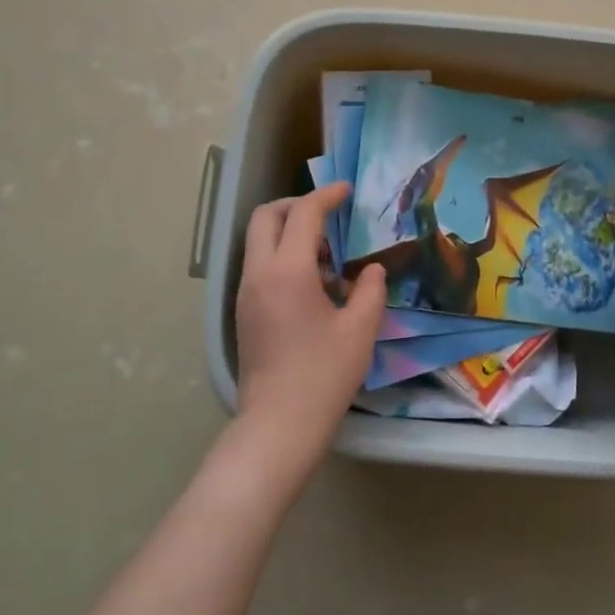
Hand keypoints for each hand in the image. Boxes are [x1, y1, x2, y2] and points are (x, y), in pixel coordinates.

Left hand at [234, 182, 385, 455]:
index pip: (304, 214)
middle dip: (297, 206)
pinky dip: (283, 257)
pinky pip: (260, 266)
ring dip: (290, 233)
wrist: (278, 425)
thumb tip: (370, 271)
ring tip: (329, 258)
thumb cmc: (324, 376)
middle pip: (267, 217)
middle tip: (329, 216)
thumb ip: (370, 290)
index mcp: (288, 272)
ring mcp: (246, 293)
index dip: (327, 196)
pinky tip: (314, 285)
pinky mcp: (244, 312)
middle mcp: (259, 274)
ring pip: (260, 241)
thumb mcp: (360, 330)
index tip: (347, 190)